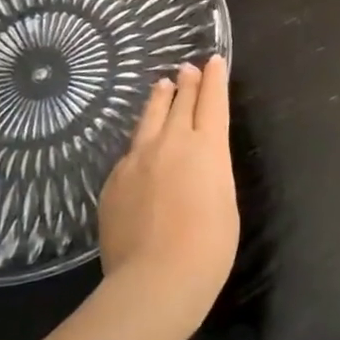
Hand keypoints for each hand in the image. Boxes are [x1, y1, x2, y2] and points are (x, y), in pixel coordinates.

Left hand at [96, 57, 237, 330]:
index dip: (215, 80)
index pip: (213, 102)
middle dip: (187, 83)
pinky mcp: (114, 181)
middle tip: (188, 69)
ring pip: (150, 120)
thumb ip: (210, 172)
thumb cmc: (209, 246)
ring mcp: (138, 160)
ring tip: (161, 87)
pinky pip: (129, 153)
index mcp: (208, 147)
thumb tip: (197, 164)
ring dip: (159, 101)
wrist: (156, 279)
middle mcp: (172, 143)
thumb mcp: (225, 200)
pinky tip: (139, 148)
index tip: (214, 61)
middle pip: (180, 103)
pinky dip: (140, 142)